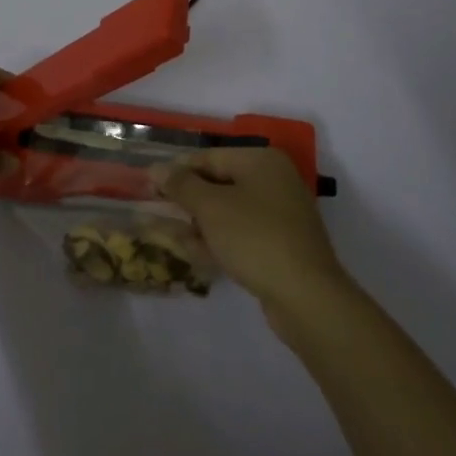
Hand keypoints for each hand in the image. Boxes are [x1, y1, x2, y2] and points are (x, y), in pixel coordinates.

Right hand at [153, 148, 347, 314]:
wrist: (307, 297)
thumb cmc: (255, 238)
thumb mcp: (211, 208)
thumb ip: (181, 185)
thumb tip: (156, 168)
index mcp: (261, 161)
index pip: (208, 158)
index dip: (176, 172)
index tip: (148, 187)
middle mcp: (273, 181)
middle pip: (219, 184)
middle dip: (186, 200)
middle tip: (155, 212)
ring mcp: (280, 214)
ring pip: (228, 212)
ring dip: (198, 223)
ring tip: (168, 236)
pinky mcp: (281, 245)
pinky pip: (241, 234)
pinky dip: (218, 240)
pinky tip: (194, 253)